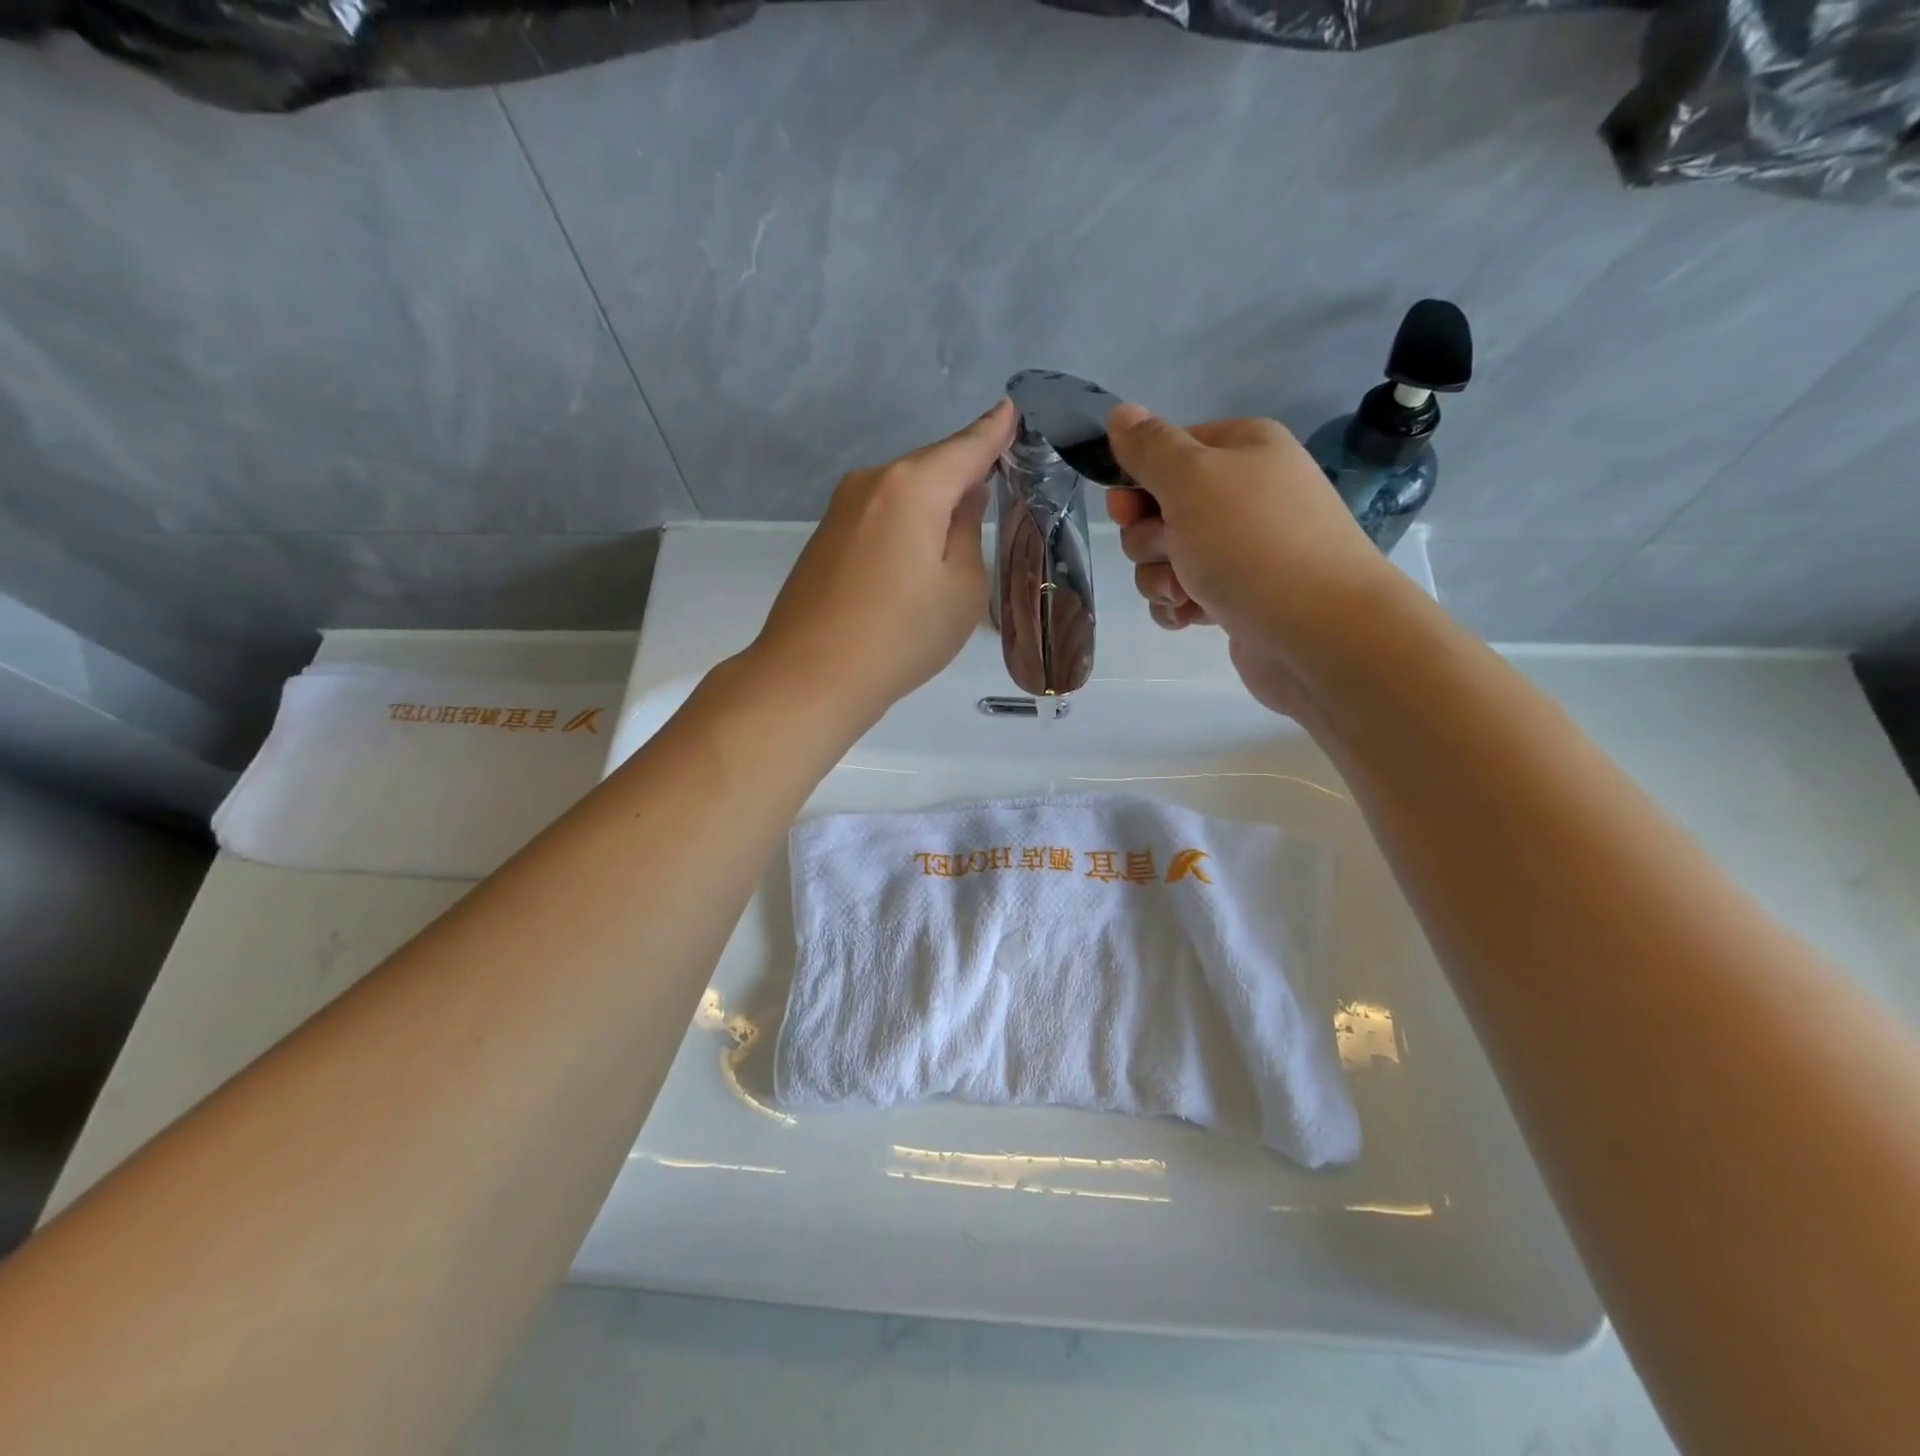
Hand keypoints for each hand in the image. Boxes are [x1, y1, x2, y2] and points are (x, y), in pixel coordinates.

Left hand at [747, 399, 1013, 724]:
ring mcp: (842, 508)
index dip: (994, 432)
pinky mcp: (826, 536)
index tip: (1012, 412)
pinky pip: (880, 514)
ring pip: (904, 492)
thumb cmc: (901, 635)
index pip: (966, 447)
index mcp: (913, 486)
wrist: (810, 676)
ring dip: (934, 501)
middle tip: (1000, 484)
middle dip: (965, 471)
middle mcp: (873, 482)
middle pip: (932, 466)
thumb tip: (964, 497)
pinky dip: (906, 521)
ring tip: (962, 526)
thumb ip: (968, 531)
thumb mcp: (961, 588)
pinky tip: (917, 550)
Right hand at [1104, 404, 1397, 715]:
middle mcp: (1244, 495)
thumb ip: (1150, 448)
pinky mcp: (1237, 598)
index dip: (1137, 483)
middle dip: (1150, 540)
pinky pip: (1182, 596)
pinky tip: (1192, 617)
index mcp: (1242, 450)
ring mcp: (1242, 550)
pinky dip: (1178, 607)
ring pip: (1165, 559)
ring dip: (1160, 579)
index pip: (1167, 453)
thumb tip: (1120, 414)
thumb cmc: (1253, 544)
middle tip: (1173, 552)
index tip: (1127, 511)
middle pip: (1159, 511)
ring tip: (1187, 593)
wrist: (1319, 632)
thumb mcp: (1192, 479)